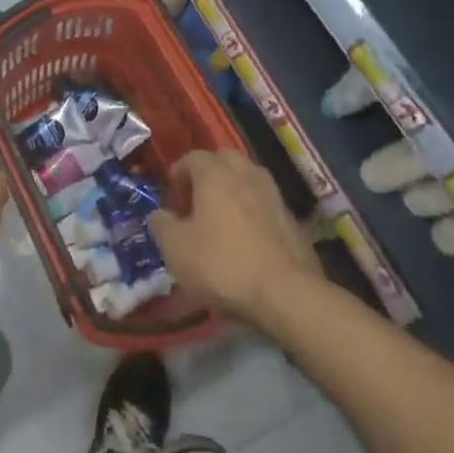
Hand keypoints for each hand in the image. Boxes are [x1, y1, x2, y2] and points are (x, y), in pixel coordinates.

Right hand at [148, 152, 324, 328]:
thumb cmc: (222, 264)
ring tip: (223, 217)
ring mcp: (274, 196)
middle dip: (209, 173)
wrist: (287, 295)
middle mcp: (247, 175)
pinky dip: (254, 212)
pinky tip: (248, 238)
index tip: (172, 194)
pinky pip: (266, 205)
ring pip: (249, 179)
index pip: (193, 157)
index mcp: (216, 174)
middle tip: (197, 199)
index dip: (179, 172)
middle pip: (225, 160)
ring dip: (234, 190)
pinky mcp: (293, 221)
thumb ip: (161, 224)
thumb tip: (160, 214)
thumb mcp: (176, 249)